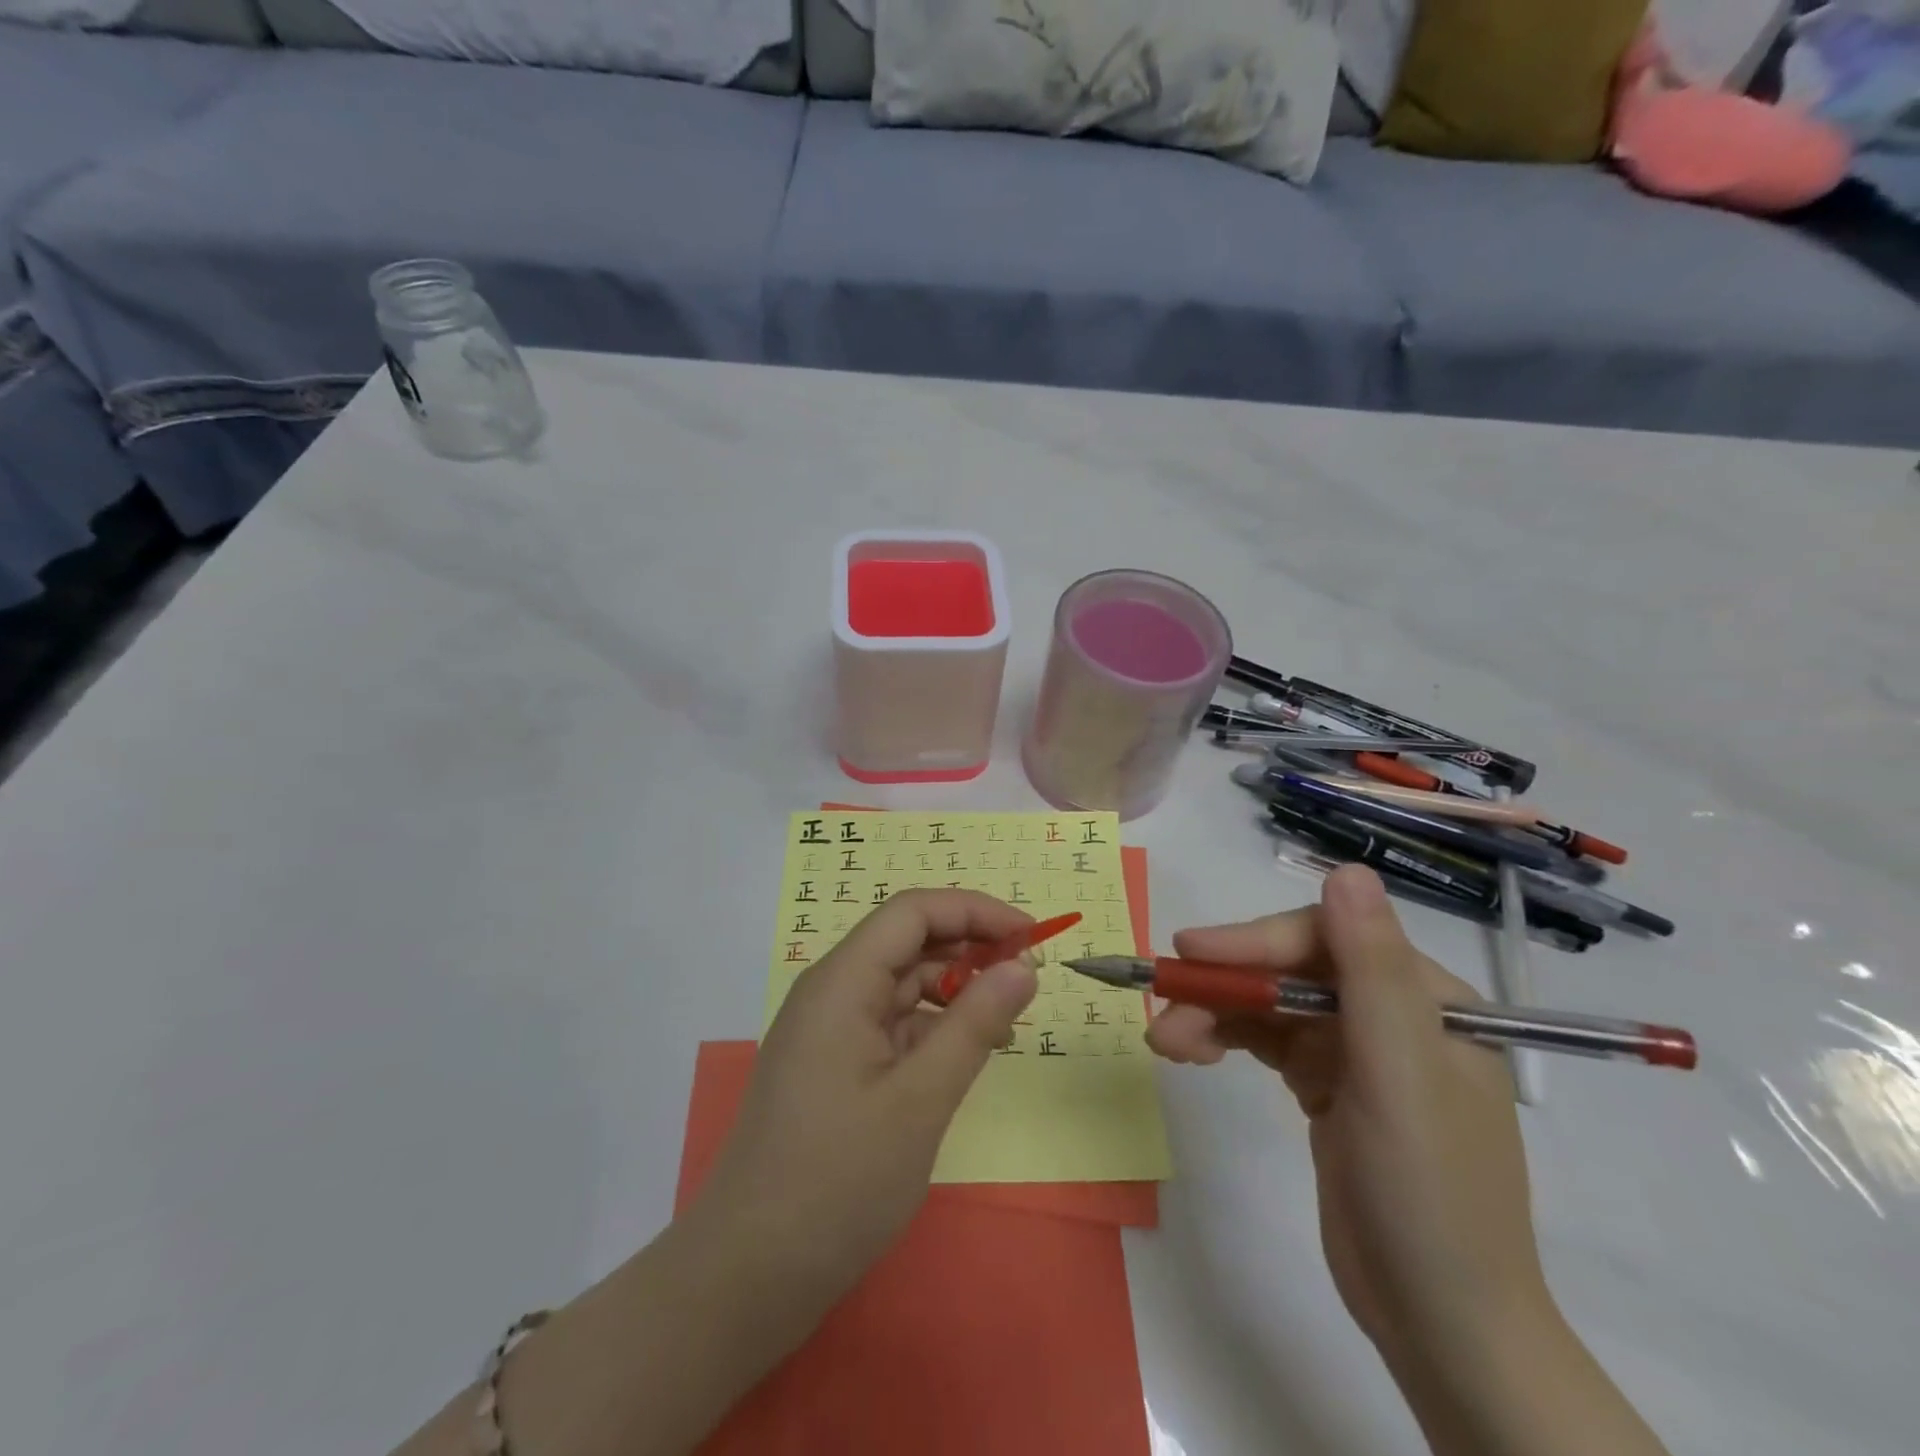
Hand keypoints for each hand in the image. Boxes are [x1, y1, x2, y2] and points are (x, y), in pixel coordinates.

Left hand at [695, 889, 1038, 1312]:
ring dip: (954, 989)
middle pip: (906, 942)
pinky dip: (933, 1027)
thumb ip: (975, 1025)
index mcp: (842, 982)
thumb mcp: (919, 1101)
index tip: (1030, 936)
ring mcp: (829, 1031)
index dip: (974, 911)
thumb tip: (1024, 967)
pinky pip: (891, 1024)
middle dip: (969, 947)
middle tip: (1027, 977)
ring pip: (901, 984)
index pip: (913, 912)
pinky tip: (964, 1052)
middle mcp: (832, 993)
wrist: (746, 1276)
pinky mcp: (833, 1066)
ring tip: (1004, 1018)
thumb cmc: (836, 1182)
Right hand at [1148, 866, 1552, 1373]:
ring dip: (1214, 1016)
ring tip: (1165, 1045)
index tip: (1189, 953)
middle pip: (1288, 970)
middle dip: (1225, 988)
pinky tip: (1194, 1054)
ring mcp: (1356, 1050)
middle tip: (1163, 1007)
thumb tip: (1347, 870)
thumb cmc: (1428, 1195)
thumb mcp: (1400, 1078)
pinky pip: (1266, 1041)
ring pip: (1269, 1005)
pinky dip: (1226, 1041)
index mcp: (1424, 998)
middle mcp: (1390, 1012)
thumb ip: (1372, 971)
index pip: (1323, 939)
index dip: (1253, 941)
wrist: (1440, 1323)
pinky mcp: (1326, 1085)